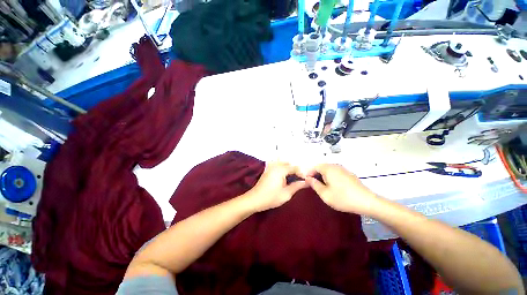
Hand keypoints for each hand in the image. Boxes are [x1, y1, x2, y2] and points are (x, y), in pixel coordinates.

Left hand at [245, 162, 307, 211]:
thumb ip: (297, 186)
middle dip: (296, 171)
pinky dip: (283, 169)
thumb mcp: (286, 194)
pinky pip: (278, 165)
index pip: (295, 168)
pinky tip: (285, 177)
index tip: (306, 180)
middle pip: (289, 164)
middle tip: (300, 180)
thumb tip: (307, 182)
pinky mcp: (268, 170)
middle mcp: (275, 166)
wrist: (254, 199)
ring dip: (290, 169)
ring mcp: (270, 167)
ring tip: (294, 179)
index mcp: (280, 170)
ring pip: (283, 164)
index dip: (302, 173)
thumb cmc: (271, 198)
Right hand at [305, 164, 379, 214]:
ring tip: (322, 185)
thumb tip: (308, 178)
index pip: (315, 167)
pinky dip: (330, 177)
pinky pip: (335, 172)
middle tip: (313, 184)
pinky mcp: (349, 174)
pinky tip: (333, 186)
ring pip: (329, 169)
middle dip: (316, 174)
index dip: (309, 173)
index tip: (306, 181)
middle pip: (322, 167)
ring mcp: (343, 169)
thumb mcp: (325, 194)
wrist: (367, 202)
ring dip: (323, 175)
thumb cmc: (343, 198)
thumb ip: (314, 185)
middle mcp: (335, 166)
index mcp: (328, 169)